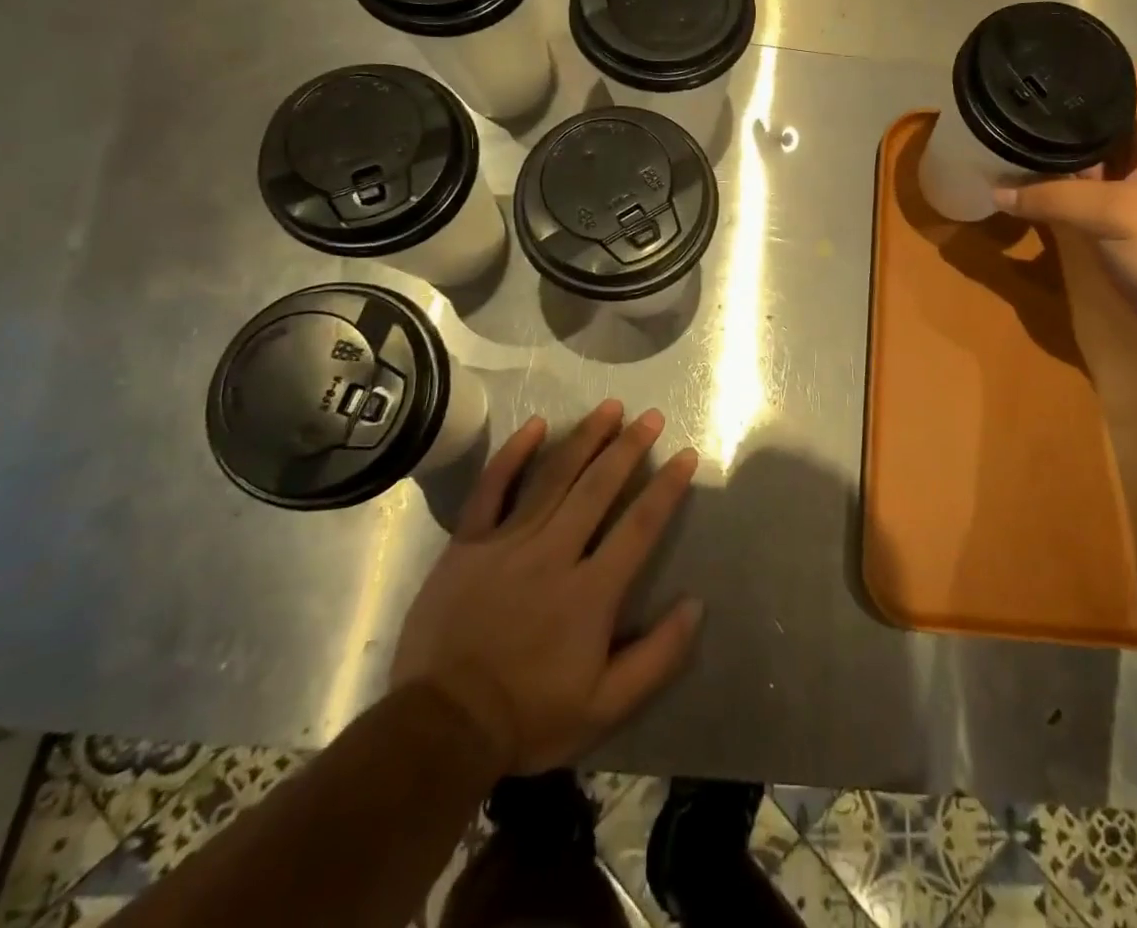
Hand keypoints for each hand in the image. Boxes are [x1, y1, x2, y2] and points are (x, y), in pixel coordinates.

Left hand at [389, 400, 702, 775]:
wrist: (440, 729)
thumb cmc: (528, 717)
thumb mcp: (606, 707)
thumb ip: (657, 656)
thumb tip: (697, 604)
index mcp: (591, 592)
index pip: (639, 526)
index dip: (666, 488)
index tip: (684, 456)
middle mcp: (554, 554)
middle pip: (598, 488)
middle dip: (629, 447)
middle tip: (650, 416)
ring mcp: (507, 543)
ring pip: (553, 477)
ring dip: (585, 438)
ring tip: (610, 407)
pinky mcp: (468, 544)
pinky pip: (492, 488)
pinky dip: (514, 453)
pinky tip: (536, 424)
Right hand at [994, 71, 1136, 352]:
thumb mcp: (1117, 211)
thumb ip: (1054, 198)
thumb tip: (997, 191)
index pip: (1127, 81)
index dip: (1092, 65)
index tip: (1045, 59)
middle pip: (1098, 121)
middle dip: (1059, 113)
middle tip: (1008, 99)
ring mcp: (1129, 190)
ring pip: (1083, 161)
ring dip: (1050, 154)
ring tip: (1002, 134)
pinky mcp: (1115, 223)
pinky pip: (1077, 198)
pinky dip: (1051, 191)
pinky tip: (1017, 183)